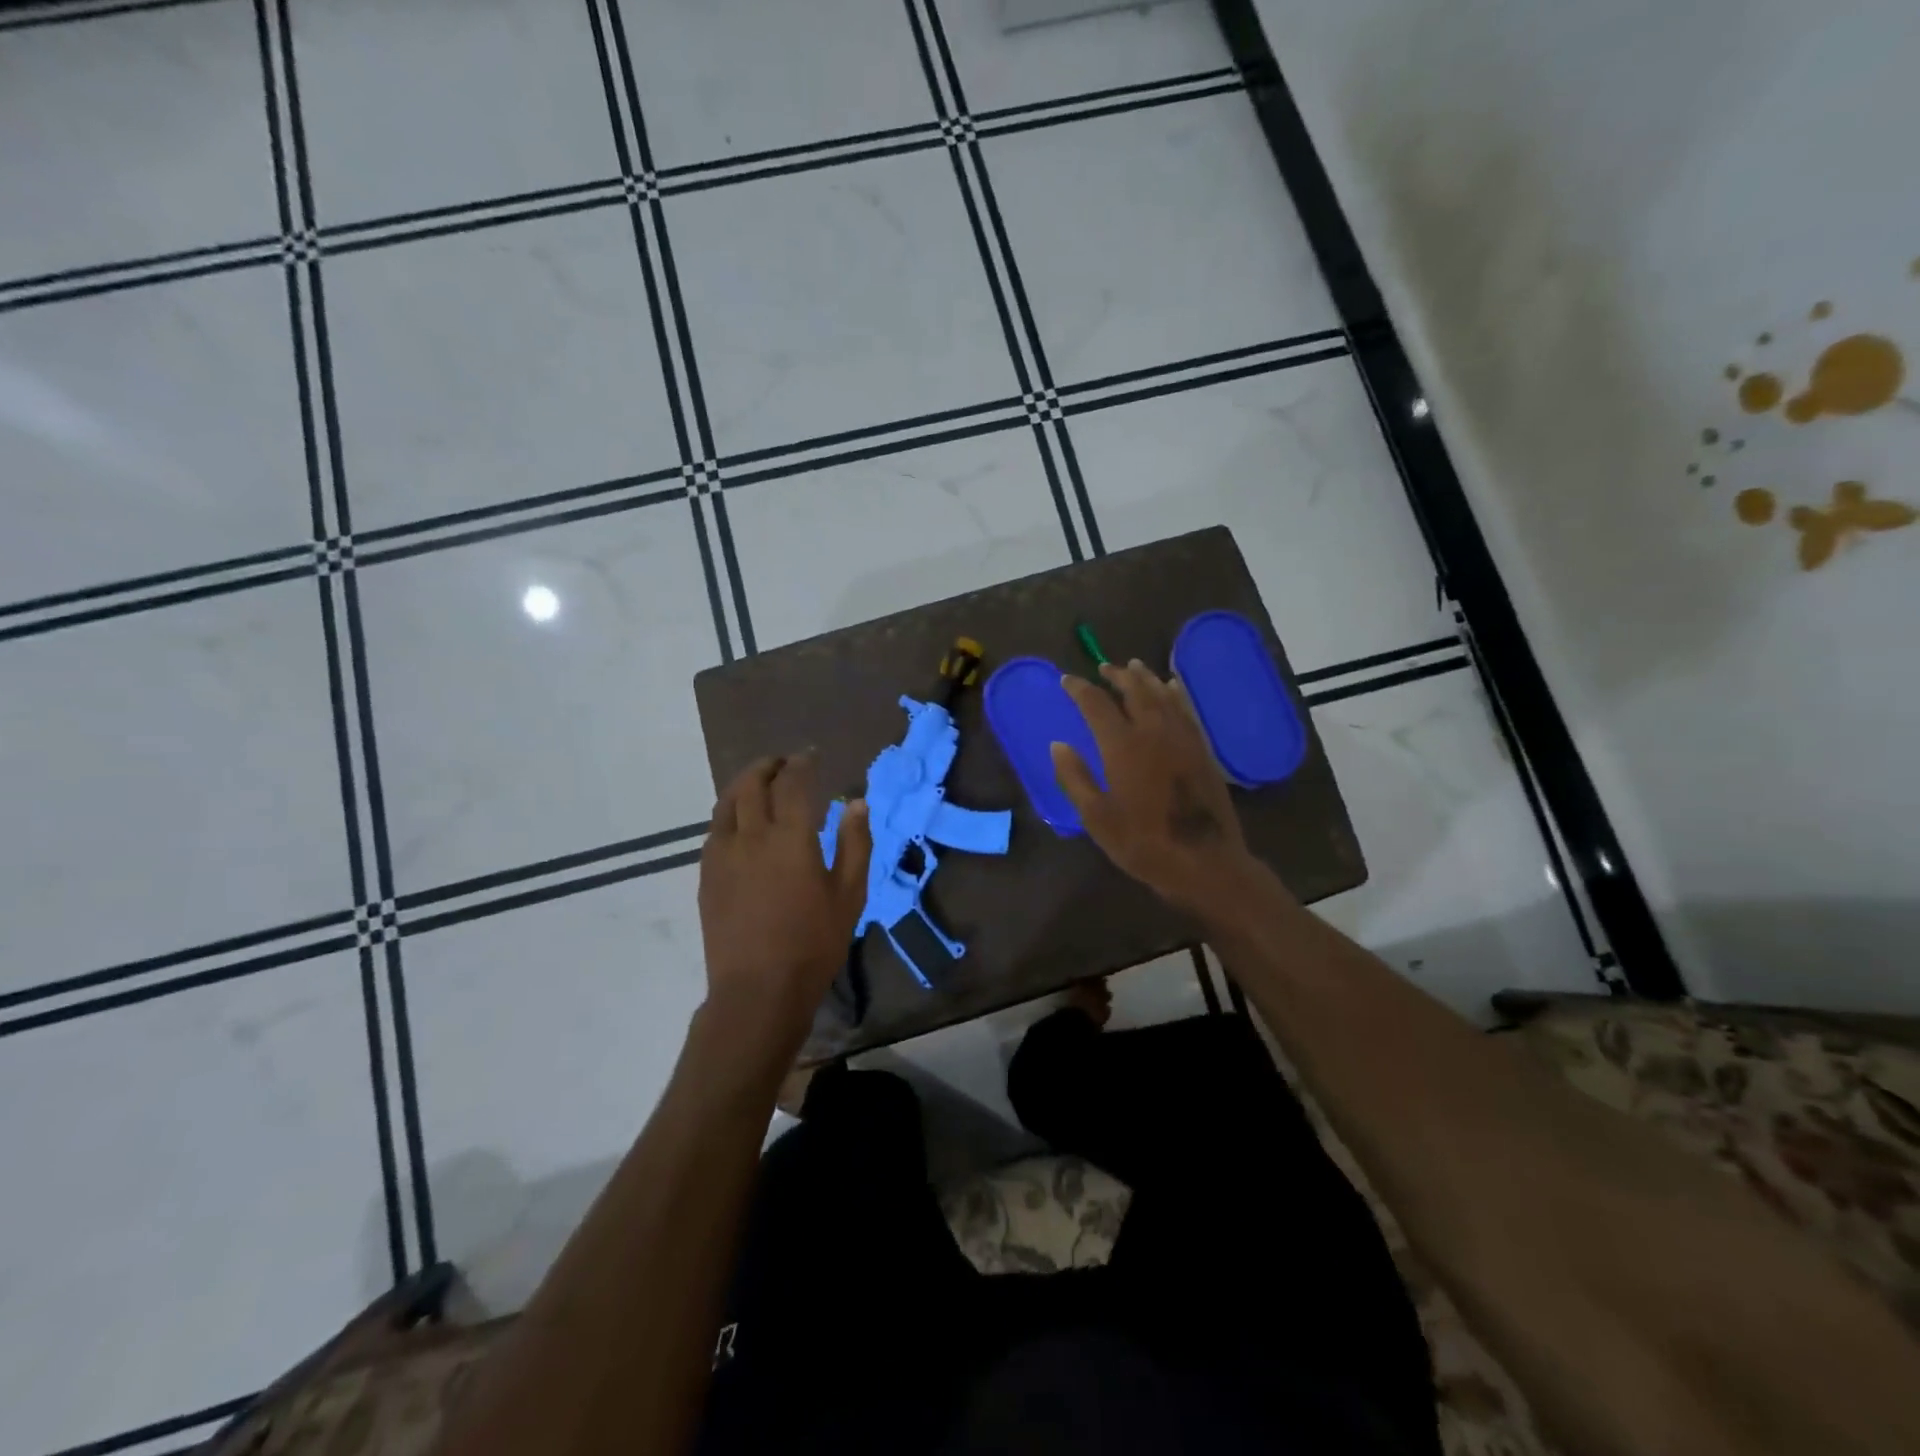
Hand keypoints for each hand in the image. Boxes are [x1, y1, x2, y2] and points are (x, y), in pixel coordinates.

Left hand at [698, 754, 871, 1042]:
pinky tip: (740, 822)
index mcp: (791, 837)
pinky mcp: (707, 874)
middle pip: (753, 784)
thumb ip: (855, 843)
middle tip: (784, 763)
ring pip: (727, 802)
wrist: (758, 989)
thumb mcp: (849, 894)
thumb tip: (856, 803)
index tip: (811, 756)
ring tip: (759, 783)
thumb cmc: (813, 942)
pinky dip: (729, 812)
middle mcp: (752, 836)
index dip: (802, 763)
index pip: (793, 783)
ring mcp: (723, 854)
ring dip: (743, 784)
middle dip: (769, 766)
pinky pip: (715, 829)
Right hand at [1051, 661, 1256, 911]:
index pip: (1097, 706)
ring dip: (1145, 678)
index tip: (1066, 680)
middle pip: (1134, 690)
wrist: (1205, 862)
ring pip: (1162, 695)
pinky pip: (1185, 709)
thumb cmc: (1143, 844)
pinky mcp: (1201, 749)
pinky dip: (1174, 693)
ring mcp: (1182, 738)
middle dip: (1116, 675)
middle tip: (1103, 667)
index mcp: (1123, 747)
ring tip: (1133, 667)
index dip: (1080, 690)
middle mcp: (1153, 732)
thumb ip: (1075, 778)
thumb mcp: (1097, 817)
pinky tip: (1171, 687)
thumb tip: (1058, 745)